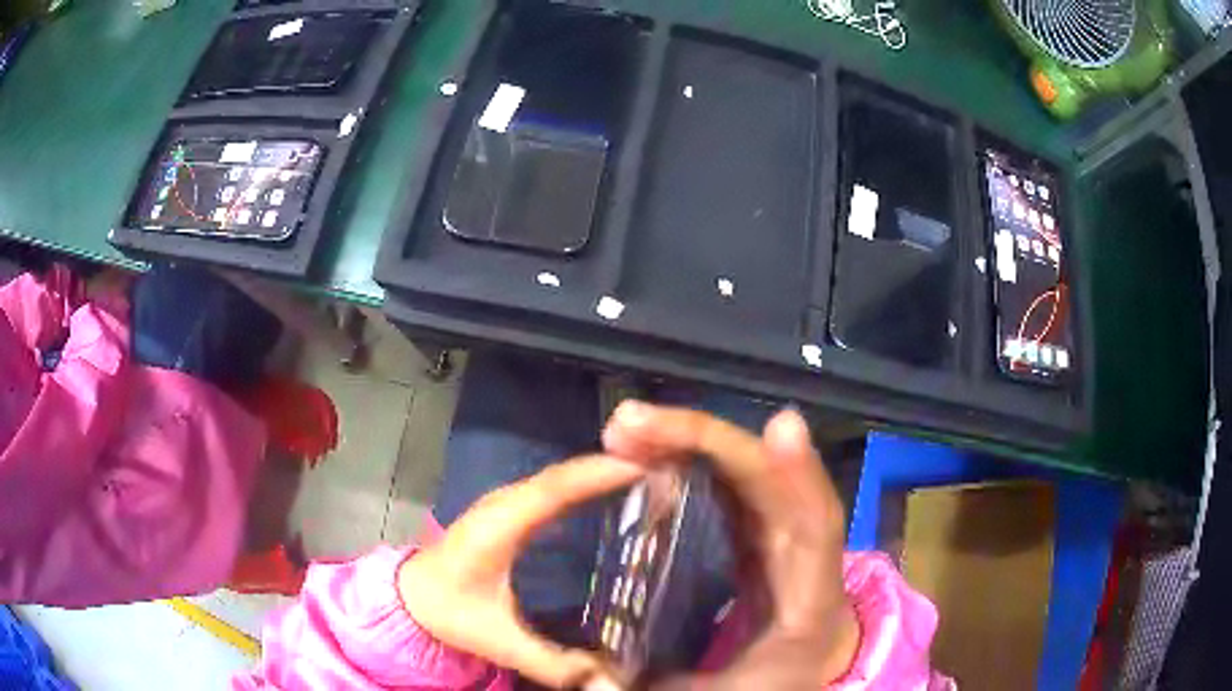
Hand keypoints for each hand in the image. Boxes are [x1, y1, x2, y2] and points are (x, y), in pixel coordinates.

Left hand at [398, 454, 644, 689]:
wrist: (411, 594)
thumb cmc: (450, 612)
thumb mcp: (499, 640)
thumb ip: (553, 662)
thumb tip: (611, 680)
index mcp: (499, 527)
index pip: (554, 489)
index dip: (598, 474)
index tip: (647, 467)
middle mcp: (503, 504)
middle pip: (562, 475)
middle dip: (611, 466)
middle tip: (663, 471)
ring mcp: (503, 502)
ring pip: (557, 476)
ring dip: (598, 470)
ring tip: (647, 475)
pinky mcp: (507, 508)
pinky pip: (552, 486)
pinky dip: (583, 482)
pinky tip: (608, 492)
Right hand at [603, 403, 860, 688]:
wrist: (806, 665)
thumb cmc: (774, 678)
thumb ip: (675, 684)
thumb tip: (596, 678)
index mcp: (810, 594)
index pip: (814, 525)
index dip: (801, 475)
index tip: (779, 428)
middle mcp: (801, 547)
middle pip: (767, 477)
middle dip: (706, 441)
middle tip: (627, 425)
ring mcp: (779, 527)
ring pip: (746, 469)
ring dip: (691, 440)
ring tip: (626, 428)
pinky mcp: (755, 523)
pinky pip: (730, 481)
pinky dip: (693, 457)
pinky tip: (651, 448)